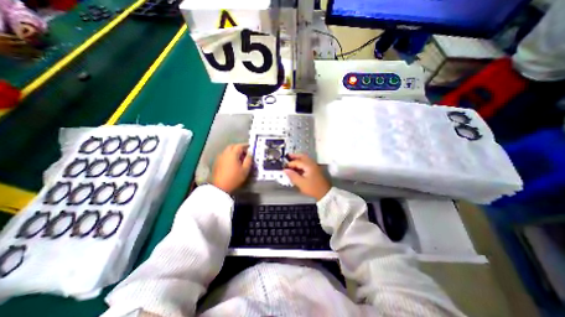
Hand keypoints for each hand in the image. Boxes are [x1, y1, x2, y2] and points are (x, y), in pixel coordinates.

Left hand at [214, 145, 251, 193]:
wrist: (220, 187)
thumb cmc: (234, 178)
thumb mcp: (245, 170)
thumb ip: (249, 159)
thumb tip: (250, 153)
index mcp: (232, 154)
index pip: (240, 146)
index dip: (246, 145)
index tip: (250, 147)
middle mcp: (225, 153)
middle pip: (233, 146)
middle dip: (239, 147)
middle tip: (245, 152)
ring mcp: (220, 157)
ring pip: (228, 150)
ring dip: (234, 151)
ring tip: (240, 157)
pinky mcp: (217, 162)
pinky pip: (224, 155)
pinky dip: (229, 155)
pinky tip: (233, 162)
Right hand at [285, 153, 329, 200]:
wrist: (325, 193)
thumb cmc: (313, 188)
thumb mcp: (301, 183)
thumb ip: (292, 175)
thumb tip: (285, 170)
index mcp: (309, 165)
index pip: (297, 161)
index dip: (290, 164)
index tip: (284, 167)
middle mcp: (312, 163)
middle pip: (302, 156)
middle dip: (295, 156)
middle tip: (288, 156)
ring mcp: (315, 166)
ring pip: (305, 159)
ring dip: (298, 159)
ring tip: (291, 161)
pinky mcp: (315, 170)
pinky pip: (307, 163)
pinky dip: (302, 163)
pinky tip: (297, 167)